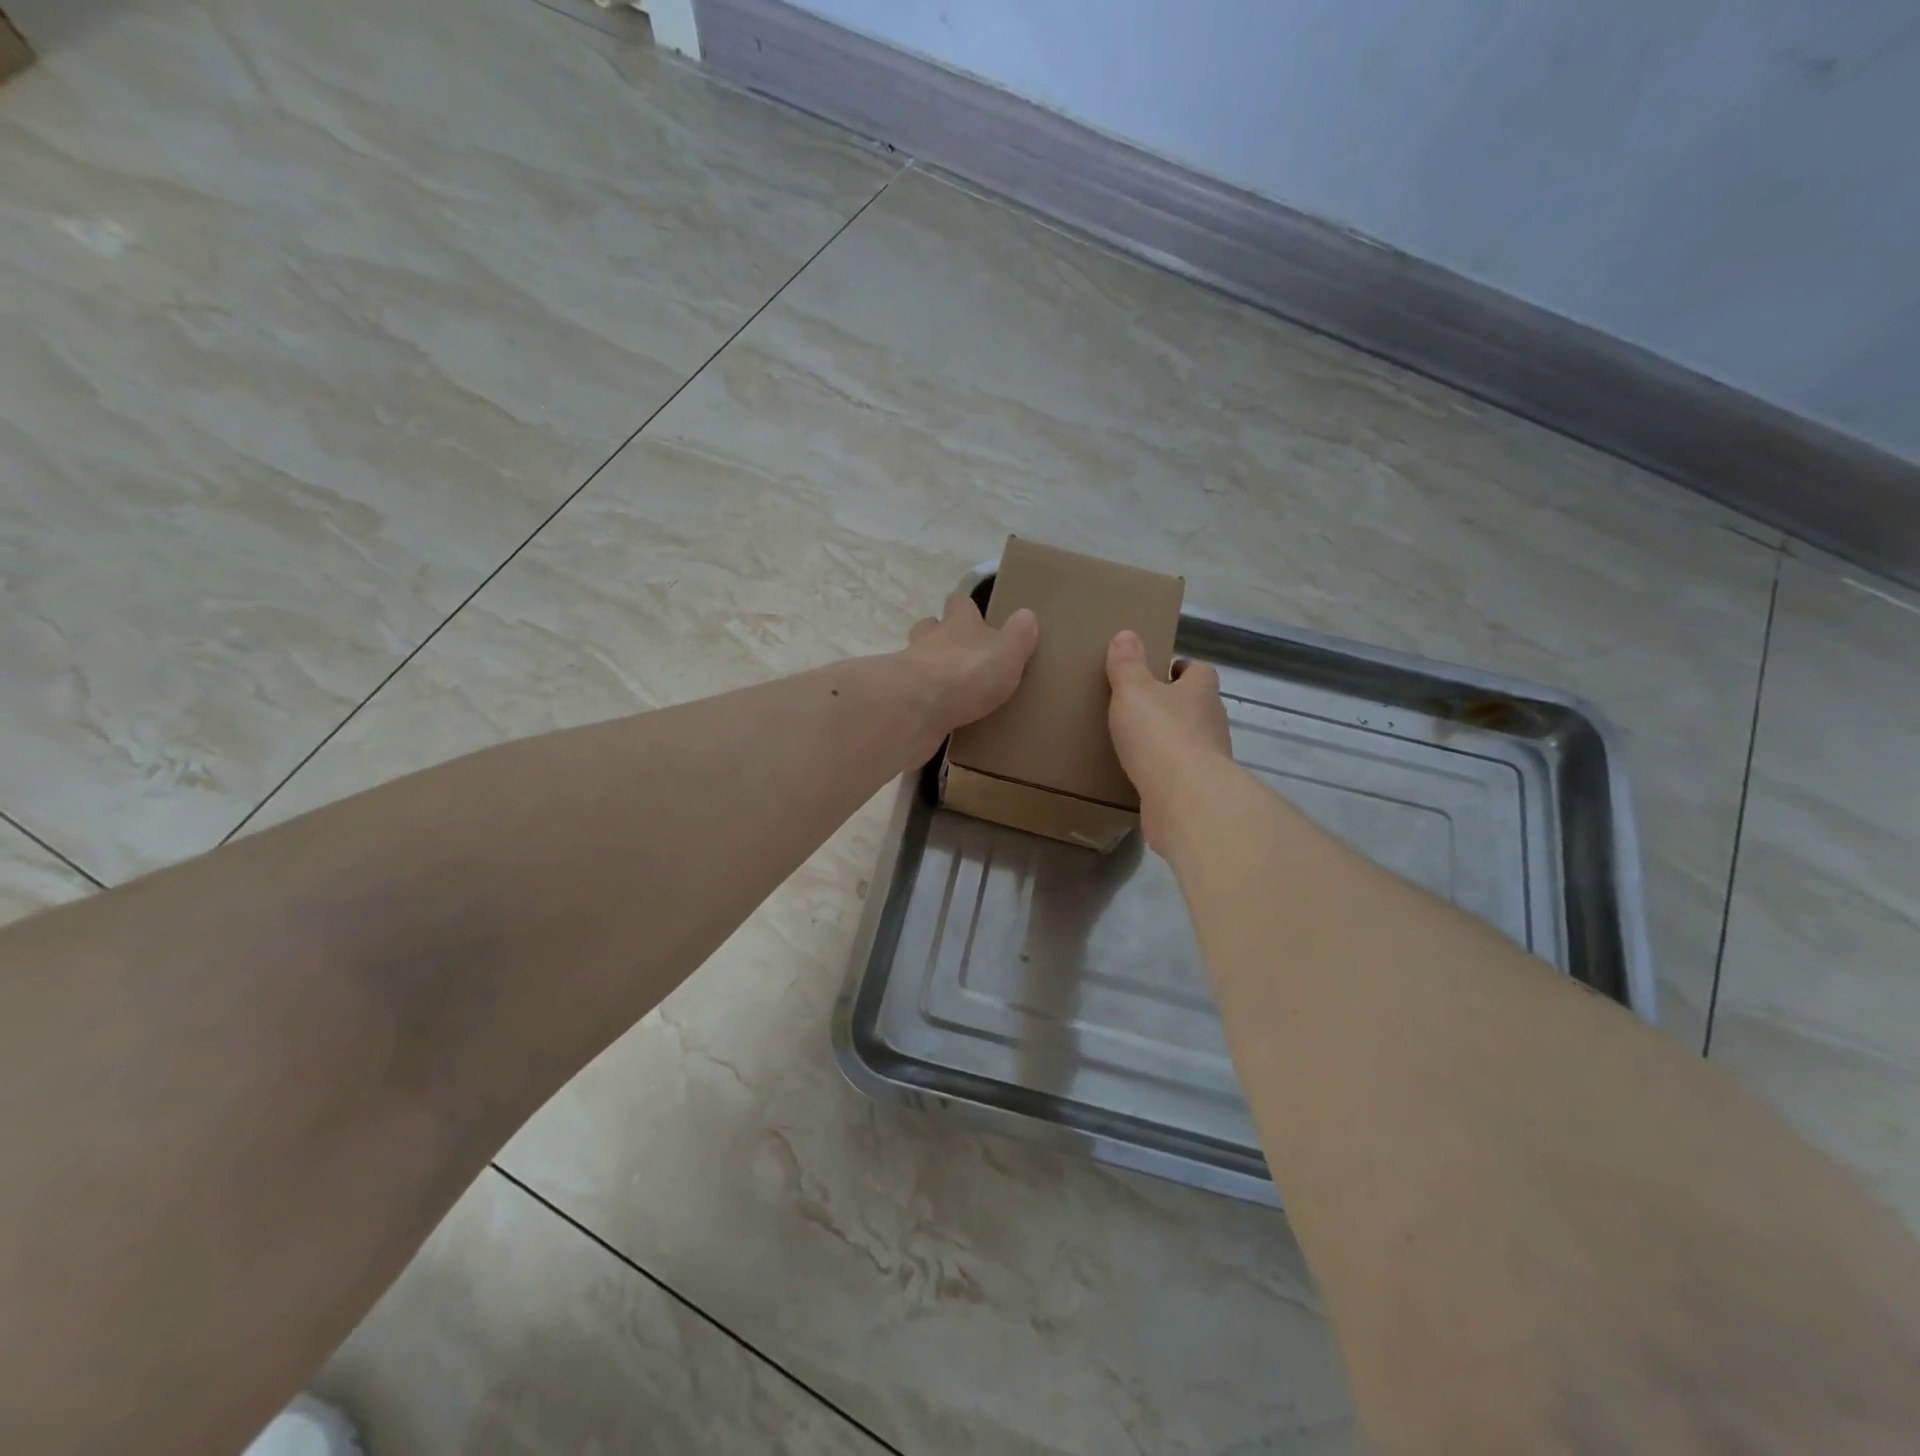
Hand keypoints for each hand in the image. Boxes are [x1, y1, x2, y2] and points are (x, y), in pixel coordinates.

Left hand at [904, 592, 1039, 742]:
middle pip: (930, 626)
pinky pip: (911, 691)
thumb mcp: (1008, 652)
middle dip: (940, 634)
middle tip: (956, 651)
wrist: (918, 705)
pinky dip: (920, 696)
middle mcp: (930, 637)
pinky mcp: (900, 695)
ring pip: (916, 657)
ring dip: (928, 666)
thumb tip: (1027, 615)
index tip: (973, 614)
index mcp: (959, 622)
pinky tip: (932, 710)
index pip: (960, 603)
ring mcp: (909, 665)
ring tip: (944, 683)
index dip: (965, 607)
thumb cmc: (969, 672)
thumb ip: (1019, 635)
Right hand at [1106, 629, 1233, 851]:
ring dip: (1170, 739)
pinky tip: (1143, 774)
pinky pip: (1181, 772)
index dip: (1180, 670)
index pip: (1198, 671)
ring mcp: (1211, 757)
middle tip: (1141, 707)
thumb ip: (1127, 665)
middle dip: (1174, 705)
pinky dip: (1166, 770)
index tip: (1159, 673)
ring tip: (1137, 742)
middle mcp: (1212, 721)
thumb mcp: (1133, 691)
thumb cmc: (1160, 734)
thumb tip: (1127, 634)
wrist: (1185, 798)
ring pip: (1191, 739)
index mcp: (1201, 690)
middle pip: (1196, 705)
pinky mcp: (1199, 788)